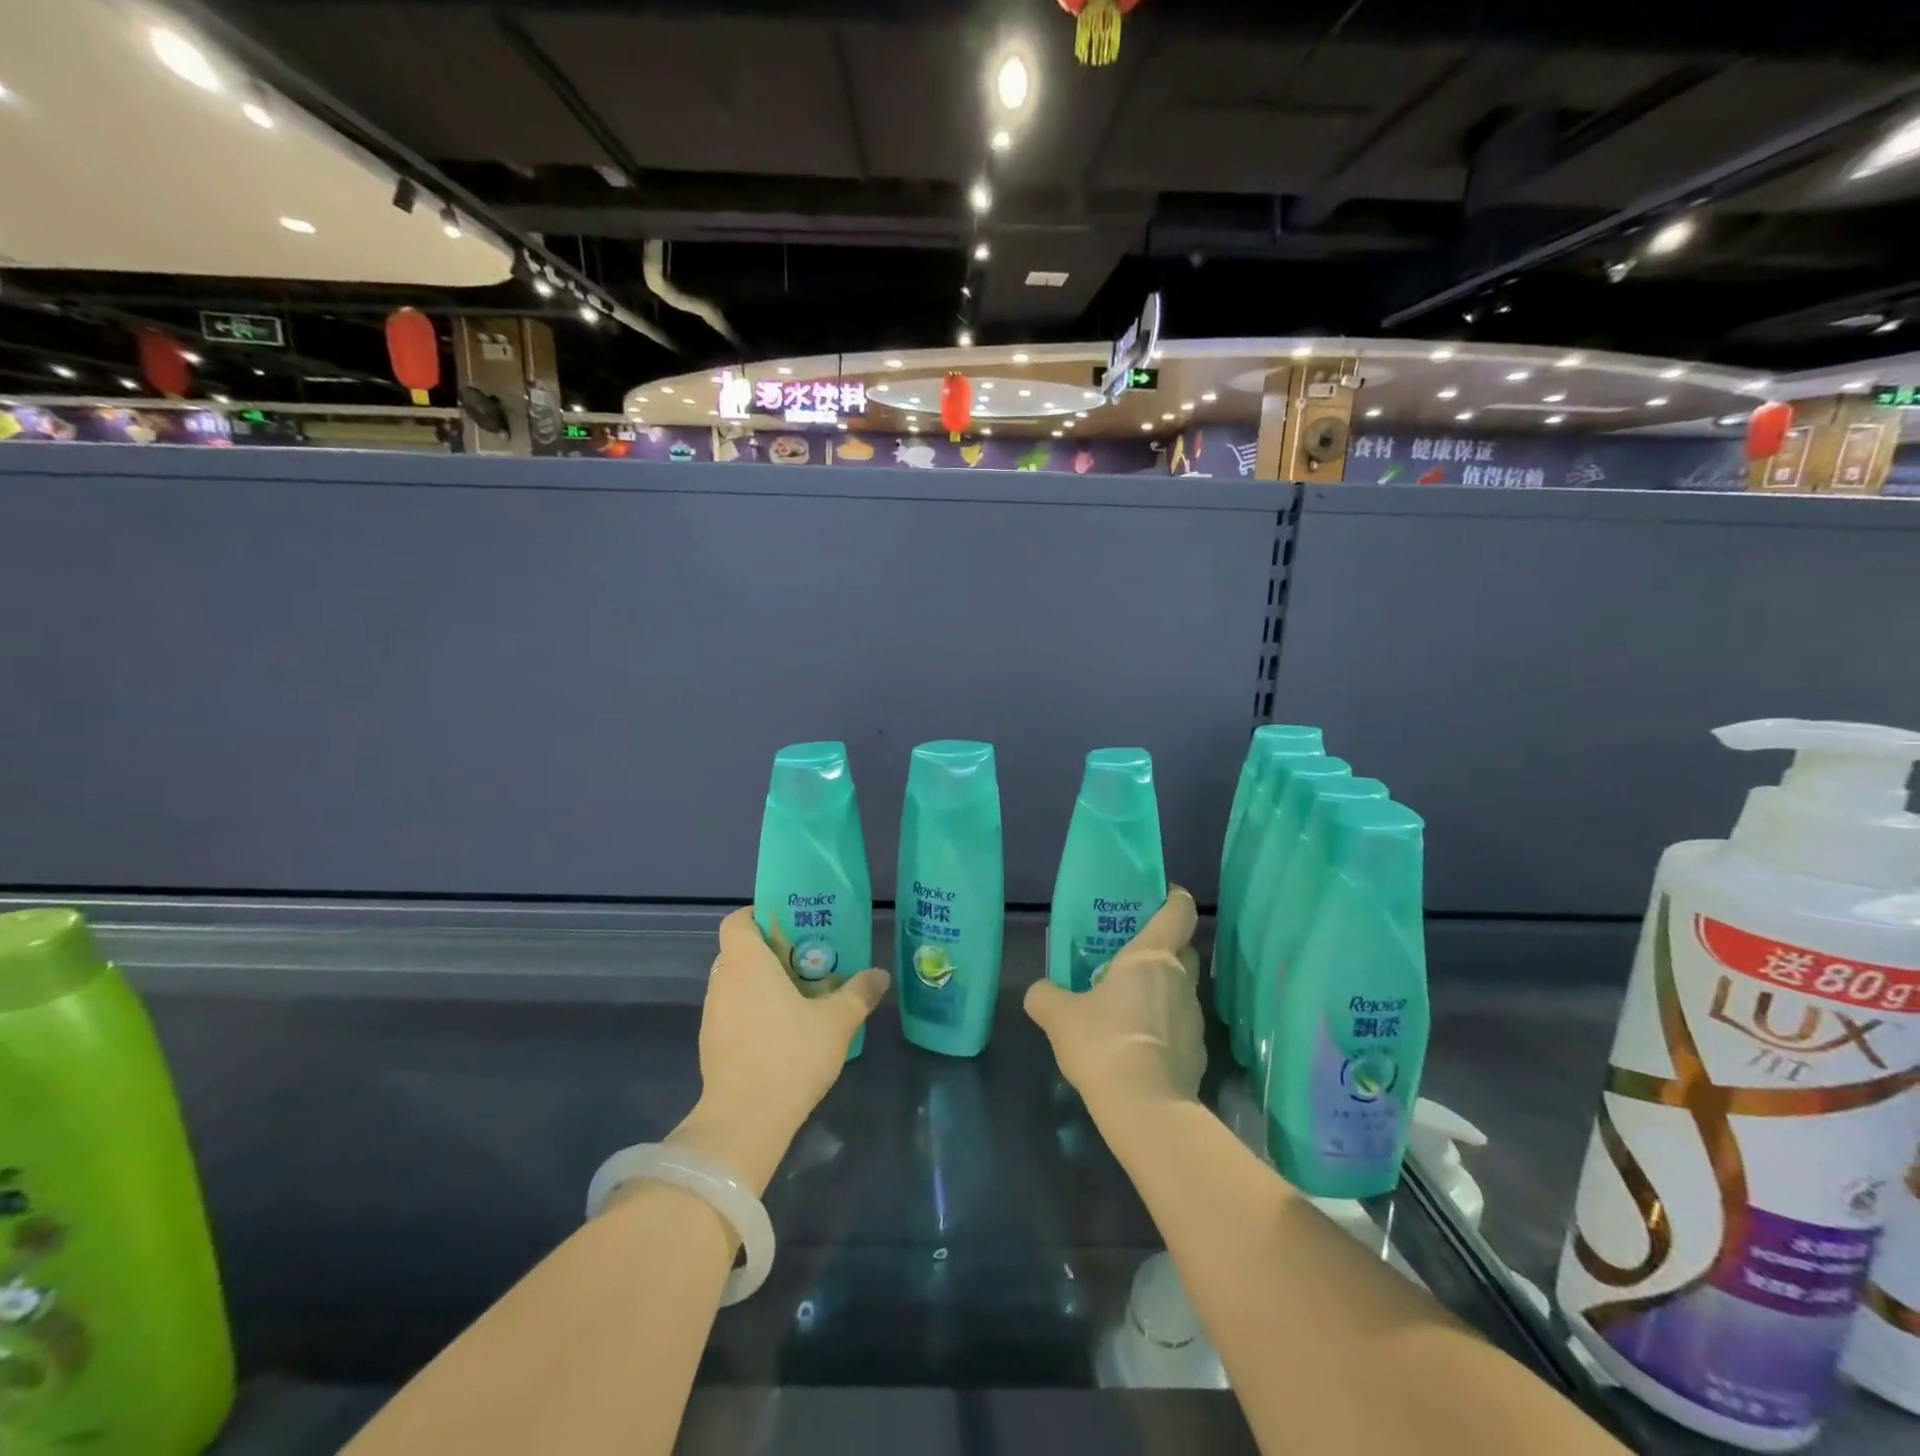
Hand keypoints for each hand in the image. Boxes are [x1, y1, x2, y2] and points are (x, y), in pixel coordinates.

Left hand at [670, 908, 888, 1193]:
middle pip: (739, 951)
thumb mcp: (837, 1021)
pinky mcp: (711, 1046)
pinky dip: (752, 1013)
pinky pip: (732, 1013)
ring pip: (735, 984)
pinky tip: (782, 1033)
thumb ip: (859, 992)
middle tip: (805, 961)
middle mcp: (723, 981)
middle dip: (770, 953)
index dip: (758, 916)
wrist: (744, 1122)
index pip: (737, 921)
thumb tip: (880, 974)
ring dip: (761, 985)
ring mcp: (712, 1015)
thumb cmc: (790, 1055)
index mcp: (747, 962)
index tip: (788, 926)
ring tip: (798, 997)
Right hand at [1024, 887, 1205, 1114]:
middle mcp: (1181, 979)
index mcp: (1151, 956)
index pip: (1179, 911)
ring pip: (1181, 988)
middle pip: (1183, 948)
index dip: (1173, 897)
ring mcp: (1195, 1017)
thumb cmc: (1103, 1043)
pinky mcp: (1198, 1052)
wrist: (1145, 1108)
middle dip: (1163, 946)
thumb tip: (1038, 992)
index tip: (1159, 896)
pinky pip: (1180, 1024)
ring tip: (1128, 1003)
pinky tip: (1138, 1044)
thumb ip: (1045, 995)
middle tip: (1129, 954)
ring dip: (1161, 989)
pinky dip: (1164, 1025)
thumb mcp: (1059, 1016)